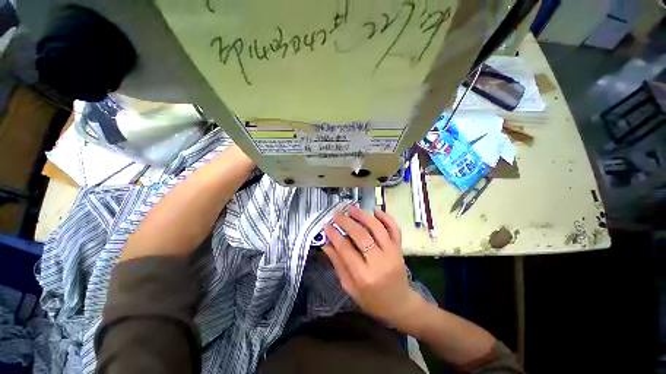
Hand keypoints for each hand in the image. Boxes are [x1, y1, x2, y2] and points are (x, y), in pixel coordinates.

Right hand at [322, 205, 425, 328]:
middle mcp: (379, 262)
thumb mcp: (350, 287)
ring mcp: (392, 253)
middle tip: (337, 214)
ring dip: (363, 216)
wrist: (399, 304)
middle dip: (346, 222)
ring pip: (377, 228)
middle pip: (361, 236)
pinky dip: (386, 217)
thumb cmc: (371, 300)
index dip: (334, 235)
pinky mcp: (399, 248)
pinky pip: (394, 229)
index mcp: (364, 276)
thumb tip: (326, 244)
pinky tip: (375, 211)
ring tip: (351, 208)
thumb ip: (338, 264)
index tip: (326, 225)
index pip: (346, 249)